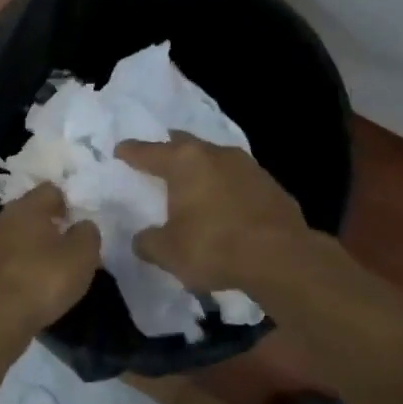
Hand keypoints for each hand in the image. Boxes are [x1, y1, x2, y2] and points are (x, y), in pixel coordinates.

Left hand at [0, 184, 100, 351]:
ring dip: (28, 247)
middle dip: (46, 225)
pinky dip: (13, 268)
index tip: (77, 225)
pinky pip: (1, 260)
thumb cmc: (42, 281)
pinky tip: (25, 286)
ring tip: (45, 270)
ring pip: (12, 236)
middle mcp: (0, 218)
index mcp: (27, 207)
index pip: (50, 190)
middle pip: (28, 212)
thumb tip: (82, 225)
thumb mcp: (82, 256)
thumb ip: (87, 233)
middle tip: (64, 248)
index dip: (67, 203)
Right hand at [115, 133, 308, 291]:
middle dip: (170, 151)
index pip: (149, 152)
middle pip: (185, 145)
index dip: (132, 152)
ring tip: (193, 185)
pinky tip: (225, 206)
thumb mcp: (168, 252)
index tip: (121, 150)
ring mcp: (248, 167)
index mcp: (184, 162)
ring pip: (215, 160)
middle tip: (159, 159)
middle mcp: (215, 154)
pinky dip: (227, 189)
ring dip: (203, 170)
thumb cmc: (214, 247)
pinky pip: (239, 181)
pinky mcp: (272, 185)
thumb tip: (142, 239)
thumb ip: (149, 242)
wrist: (281, 258)